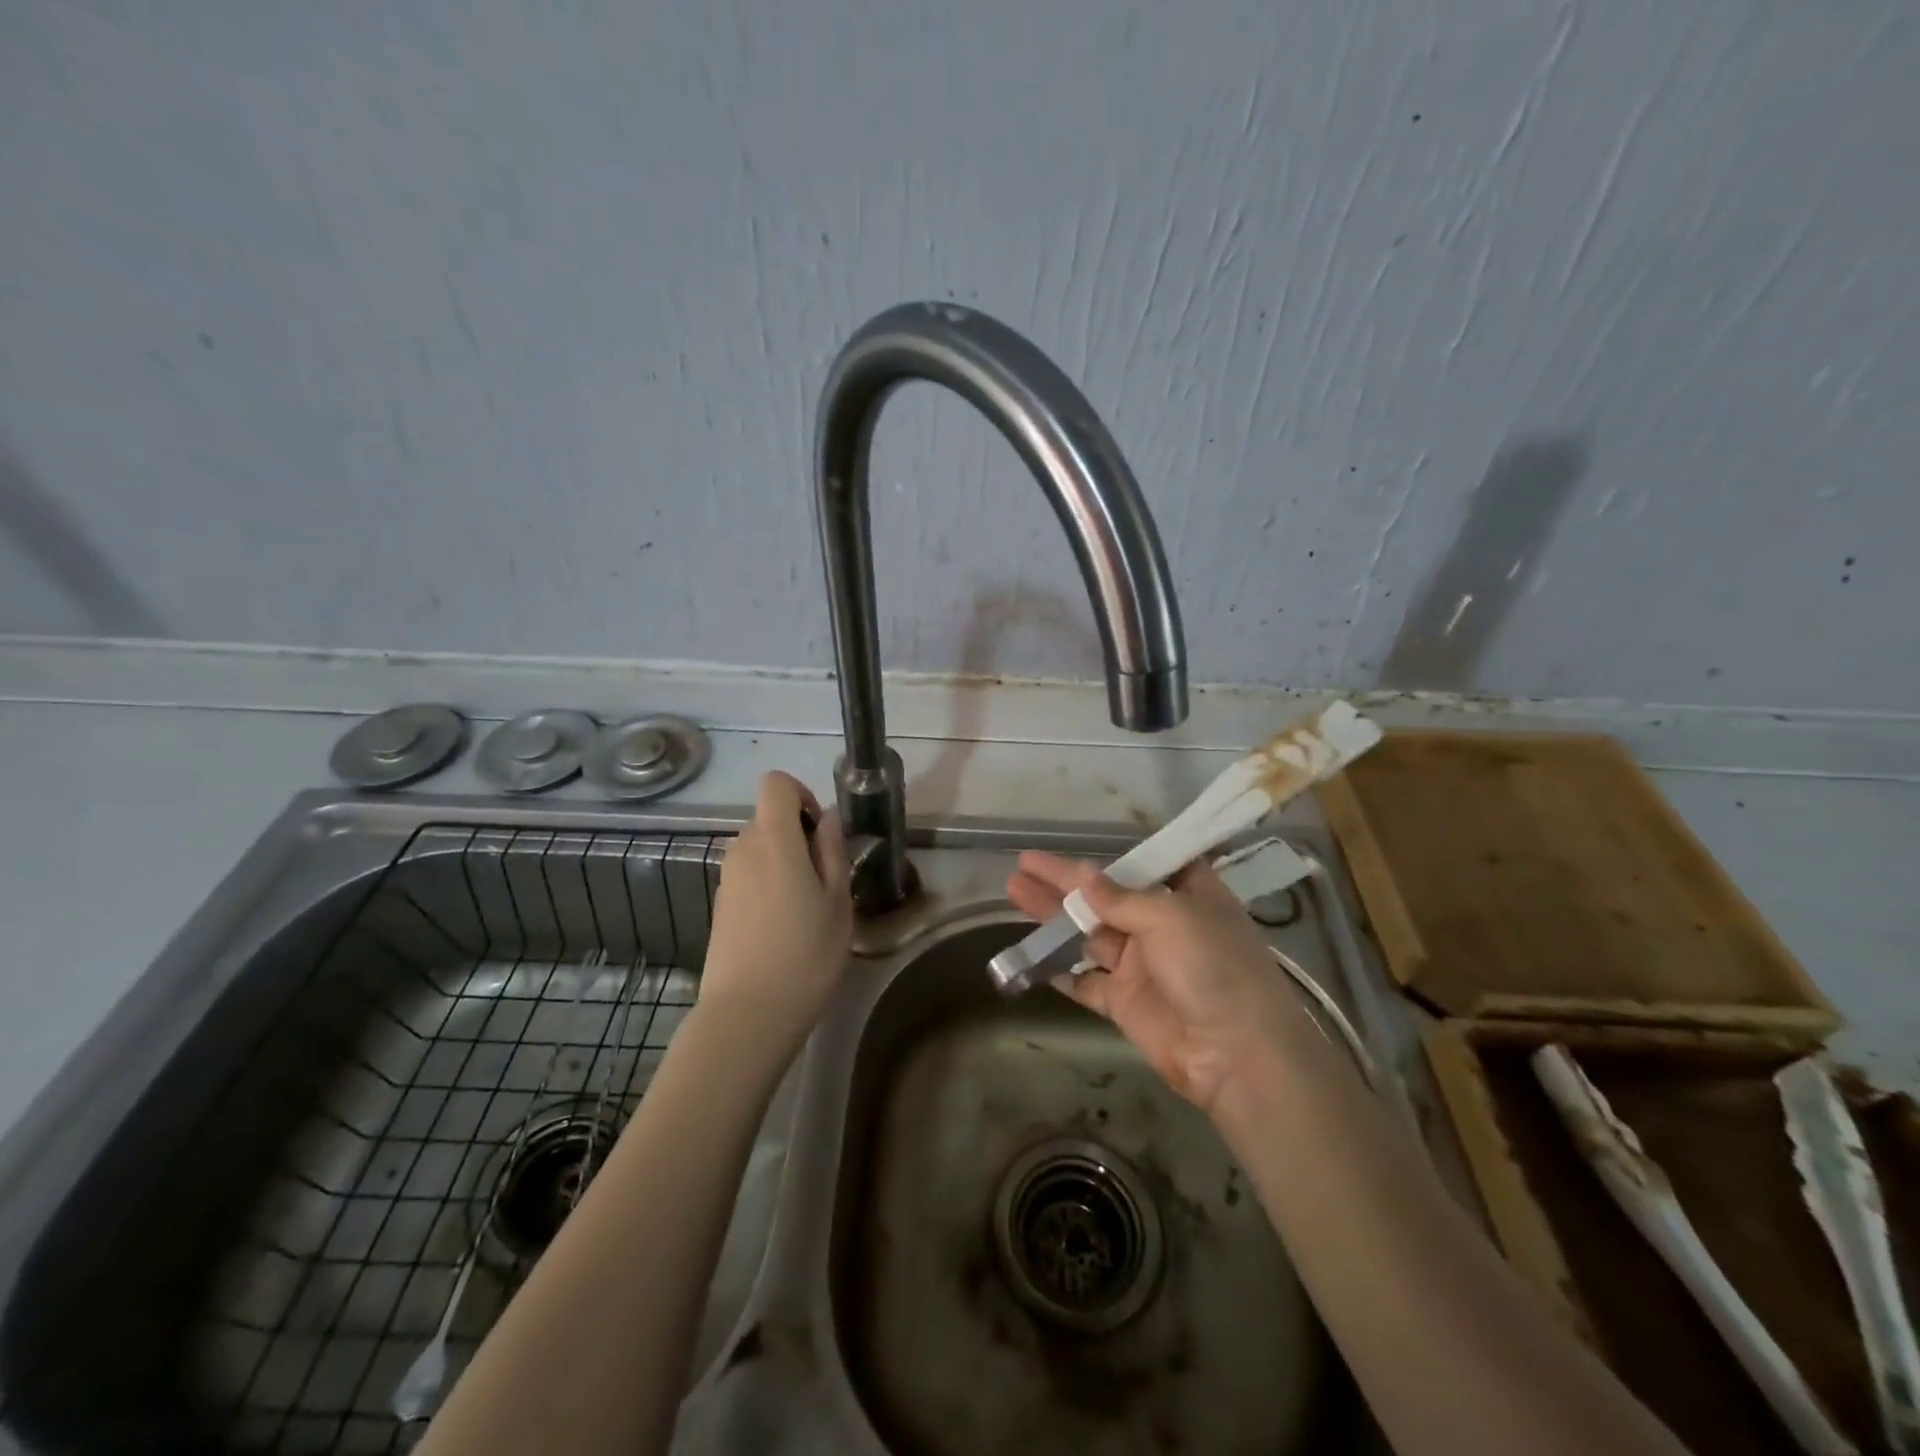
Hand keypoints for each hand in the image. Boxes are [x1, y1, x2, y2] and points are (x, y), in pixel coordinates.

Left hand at [699, 772, 853, 1054]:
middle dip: (798, 834)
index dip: (802, 795)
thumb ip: (832, 850)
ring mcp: (726, 878)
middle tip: (825, 879)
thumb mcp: (838, 901)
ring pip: (759, 848)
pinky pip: (748, 875)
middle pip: (768, 817)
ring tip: (807, 907)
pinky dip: (767, 884)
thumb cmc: (805, 954)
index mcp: (773, 839)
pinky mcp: (720, 905)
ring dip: (783, 861)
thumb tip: (828, 816)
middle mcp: (742, 849)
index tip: (821, 832)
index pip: (776, 783)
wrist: (747, 1014)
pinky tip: (783, 926)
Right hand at [1006, 851, 1313, 1113]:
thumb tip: (1083, 877)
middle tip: (1022, 864)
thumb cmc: (1213, 967)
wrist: (1237, 1056)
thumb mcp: (1171, 917)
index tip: (1073, 843)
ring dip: (1053, 915)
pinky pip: (1084, 979)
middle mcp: (1163, 926)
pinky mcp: (1124, 1002)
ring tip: (1014, 891)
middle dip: (1064, 882)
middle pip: (1105, 897)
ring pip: (1087, 933)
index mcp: (1188, 896)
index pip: (1146, 865)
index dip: (1110, 855)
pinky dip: (1059, 967)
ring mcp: (1141, 965)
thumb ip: (1120, 898)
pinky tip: (1029, 952)